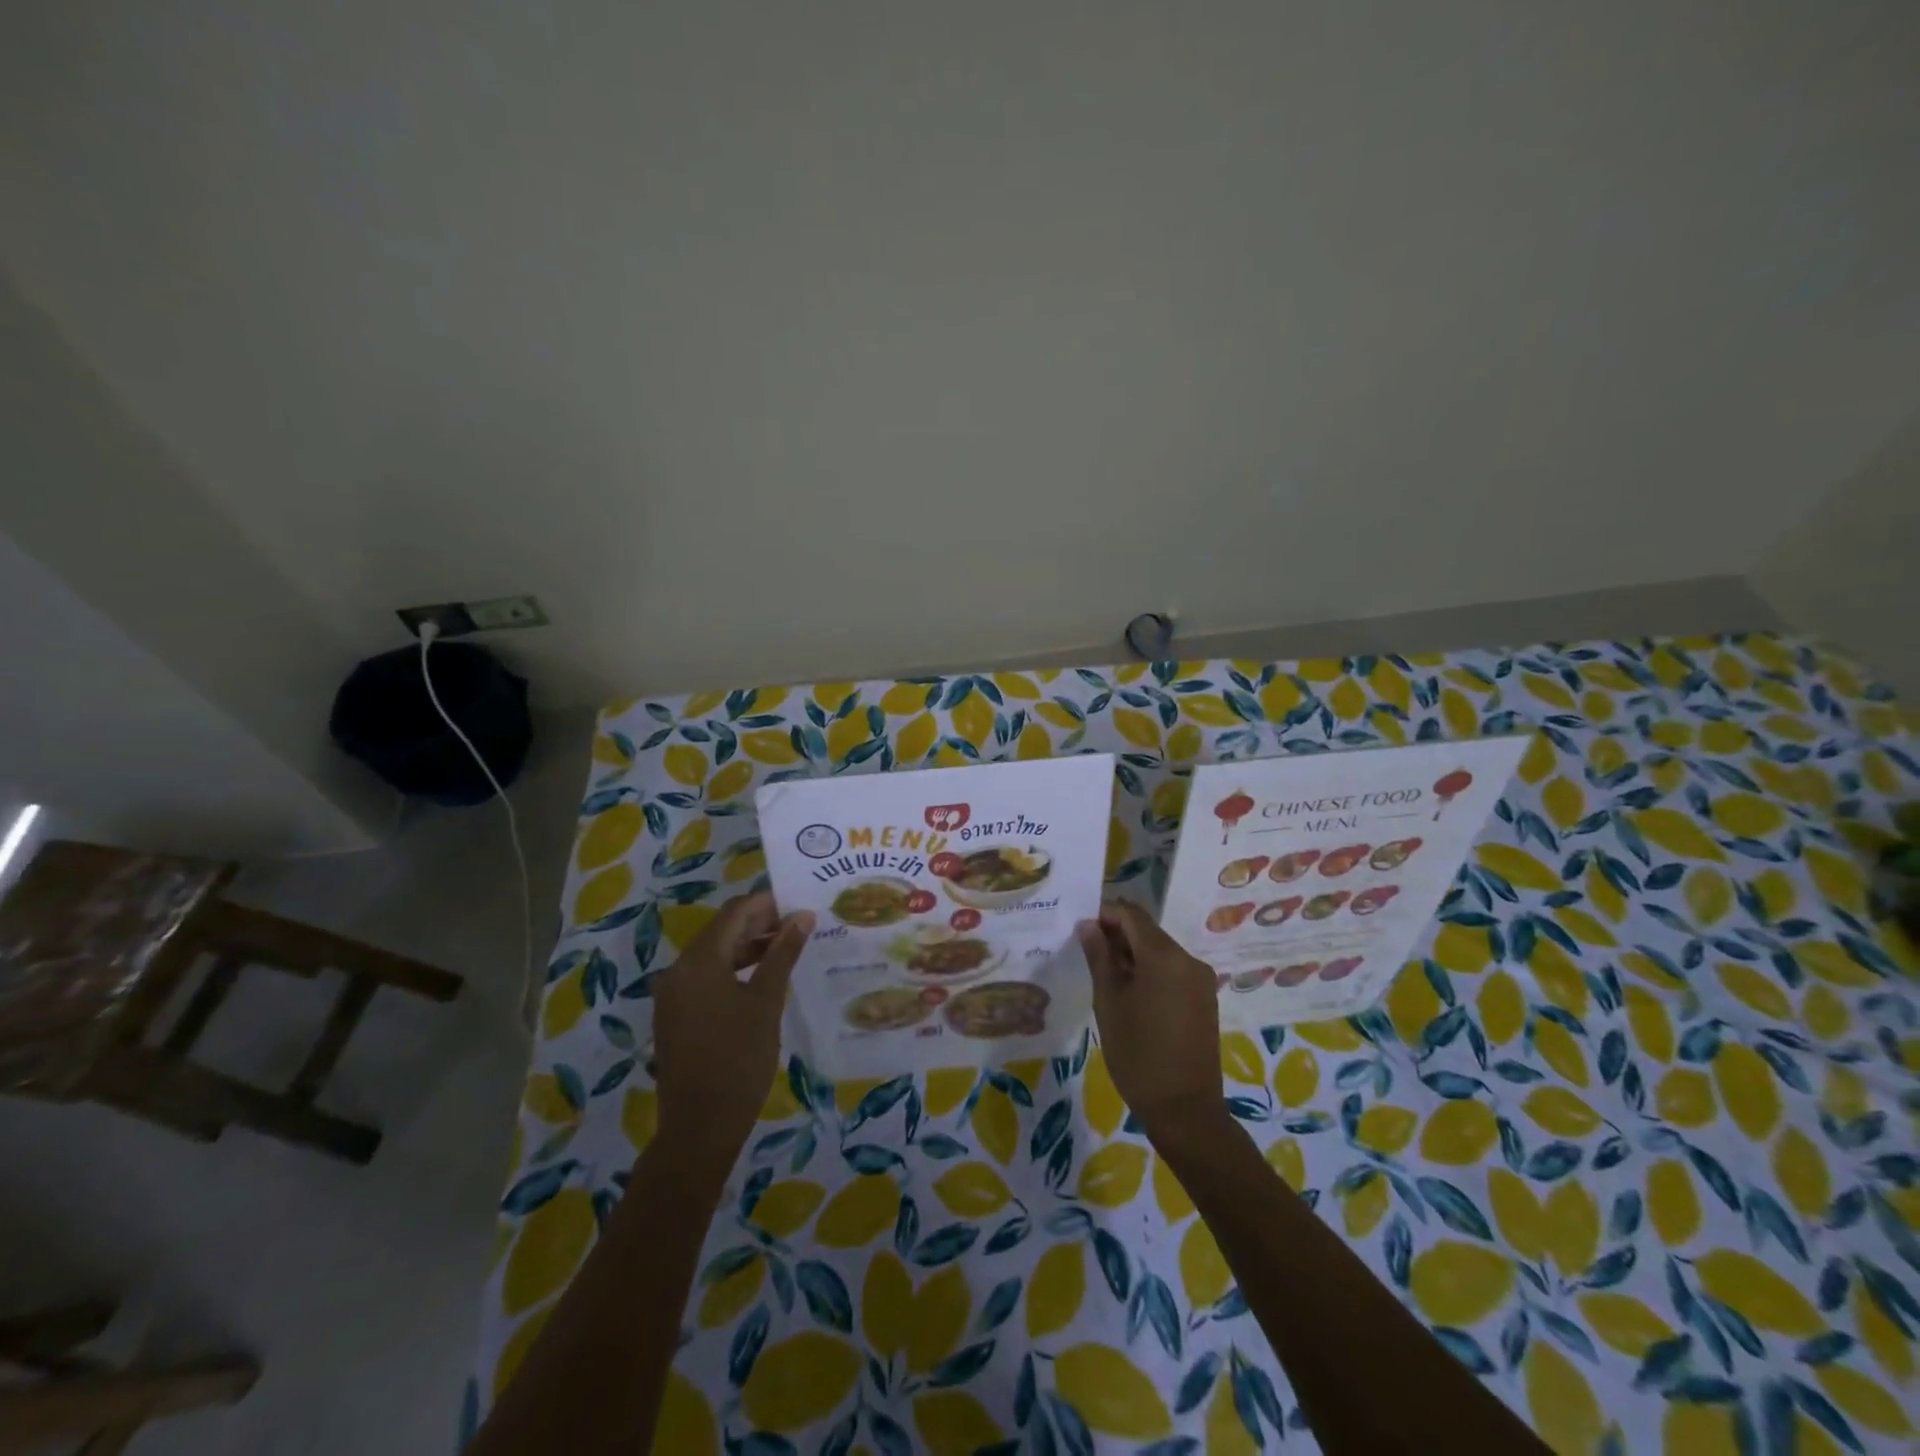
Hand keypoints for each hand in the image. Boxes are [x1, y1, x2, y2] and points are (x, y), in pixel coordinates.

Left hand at [652, 891, 812, 1170]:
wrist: (700, 1127)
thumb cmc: (739, 1059)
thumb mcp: (767, 1002)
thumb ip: (783, 954)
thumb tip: (803, 916)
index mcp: (698, 961)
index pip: (735, 912)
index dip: (767, 903)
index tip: (800, 901)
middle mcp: (679, 970)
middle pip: (722, 930)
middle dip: (761, 923)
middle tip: (800, 924)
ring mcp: (674, 994)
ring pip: (715, 954)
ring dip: (750, 946)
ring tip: (789, 946)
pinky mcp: (677, 1014)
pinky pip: (707, 977)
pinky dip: (735, 969)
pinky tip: (764, 976)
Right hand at [1078, 900, 1227, 1138]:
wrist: (1184, 1108)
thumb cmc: (1137, 1053)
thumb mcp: (1108, 1002)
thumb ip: (1099, 957)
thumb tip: (1088, 925)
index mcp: (1164, 955)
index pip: (1131, 914)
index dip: (1105, 915)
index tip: (1082, 930)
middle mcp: (1188, 959)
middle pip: (1148, 931)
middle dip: (1118, 935)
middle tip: (1089, 955)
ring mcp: (1201, 979)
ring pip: (1160, 951)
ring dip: (1133, 954)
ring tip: (1107, 977)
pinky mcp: (1205, 998)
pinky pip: (1173, 970)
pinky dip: (1151, 971)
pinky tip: (1132, 994)